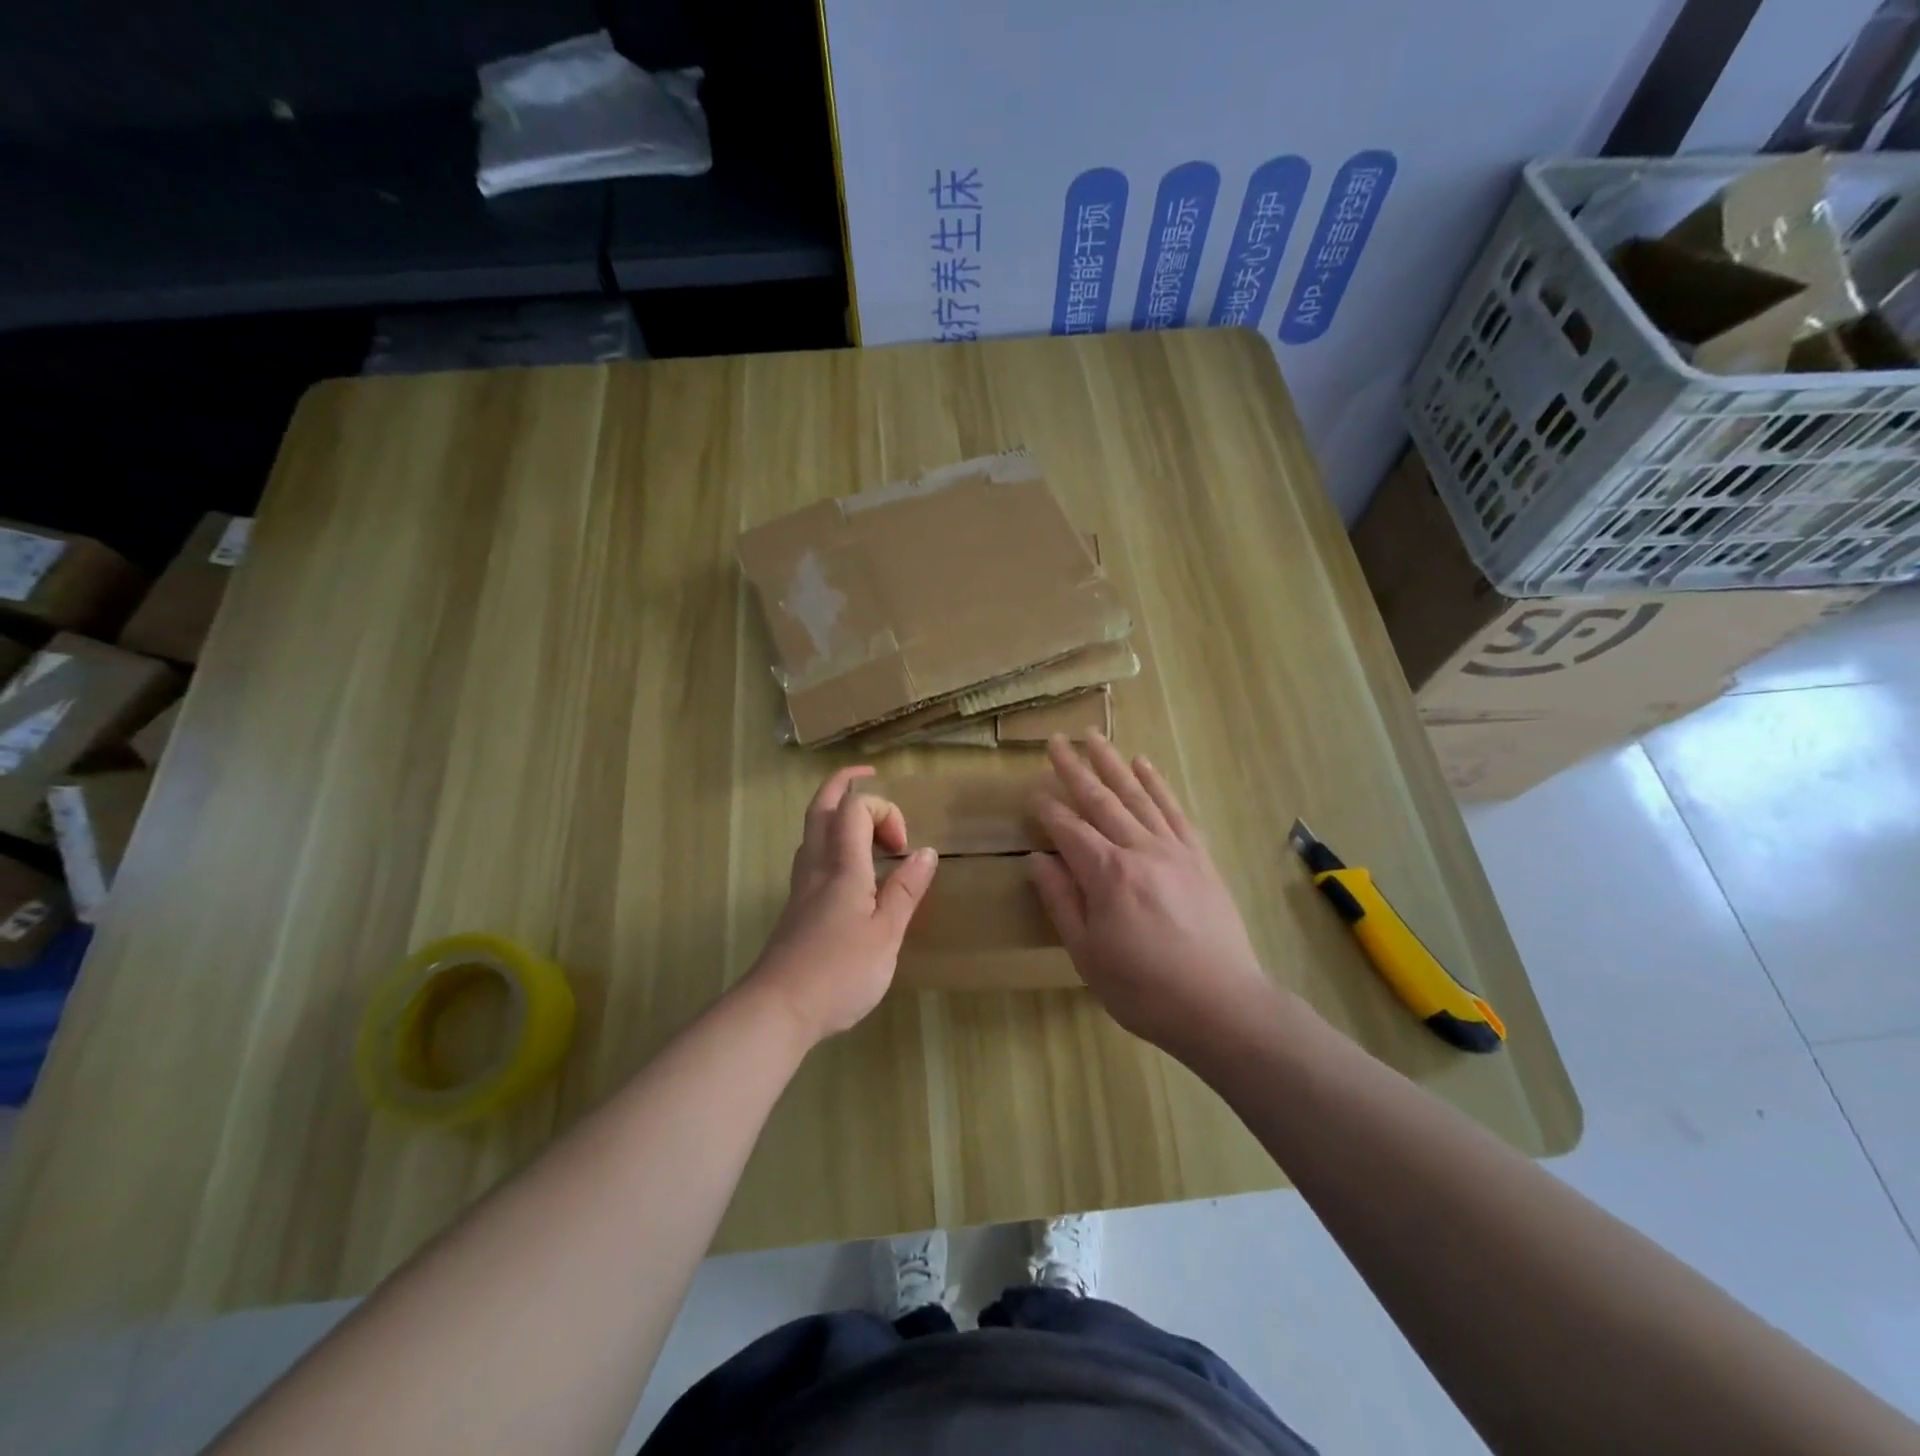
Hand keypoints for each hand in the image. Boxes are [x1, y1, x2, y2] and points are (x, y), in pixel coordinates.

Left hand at [744, 766, 938, 1045]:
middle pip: (821, 808)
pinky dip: (832, 843)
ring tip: (866, 826)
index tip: (904, 846)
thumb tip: (926, 851)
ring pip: (812, 831)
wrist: (777, 1010)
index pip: (854, 807)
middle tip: (867, 776)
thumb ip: (905, 891)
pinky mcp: (796, 908)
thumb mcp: (886, 935)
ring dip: (836, 815)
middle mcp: (816, 866)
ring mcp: (801, 887)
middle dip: (843, 784)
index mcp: (842, 866)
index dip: (884, 810)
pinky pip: (812, 856)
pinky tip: (850, 870)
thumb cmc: (839, 973)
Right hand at [1029, 733, 1275, 1056]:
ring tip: (1094, 737)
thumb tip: (1037, 859)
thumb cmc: (1143, 988)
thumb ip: (1061, 901)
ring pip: (1137, 795)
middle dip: (1075, 769)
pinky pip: (1174, 810)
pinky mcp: (1199, 857)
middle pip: (1100, 800)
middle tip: (1056, 741)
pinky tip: (1144, 766)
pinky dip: (1157, 785)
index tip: (1031, 792)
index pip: (1068, 829)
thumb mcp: (1087, 954)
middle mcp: (1139, 849)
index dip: (1047, 809)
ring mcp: (1173, 849)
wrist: (1221, 1004)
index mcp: (1106, 874)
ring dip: (1113, 764)